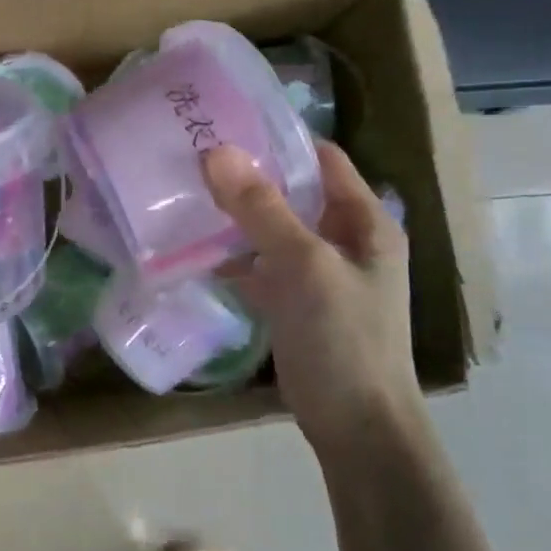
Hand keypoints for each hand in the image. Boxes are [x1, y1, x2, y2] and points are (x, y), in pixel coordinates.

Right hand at [202, 140, 418, 451]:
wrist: (356, 428)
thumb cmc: (344, 339)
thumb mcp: (305, 266)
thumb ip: (262, 209)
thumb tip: (217, 152)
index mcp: (364, 220)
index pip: (321, 158)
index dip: (278, 137)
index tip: (226, 122)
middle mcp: (344, 238)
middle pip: (292, 191)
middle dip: (247, 175)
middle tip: (193, 155)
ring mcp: (318, 272)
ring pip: (272, 228)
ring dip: (236, 215)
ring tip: (186, 192)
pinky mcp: (295, 301)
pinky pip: (261, 264)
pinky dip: (233, 255)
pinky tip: (194, 247)